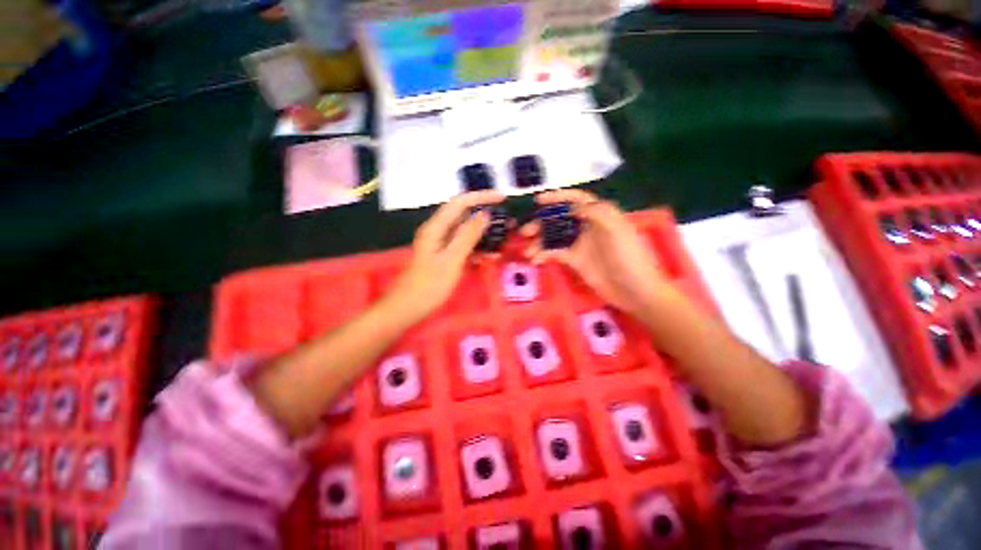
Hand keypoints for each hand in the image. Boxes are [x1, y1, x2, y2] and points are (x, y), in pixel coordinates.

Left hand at [383, 191, 503, 323]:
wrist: (407, 309)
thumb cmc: (429, 286)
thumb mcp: (452, 260)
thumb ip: (468, 236)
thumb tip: (484, 214)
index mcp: (436, 227)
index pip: (460, 203)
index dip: (481, 197)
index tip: (502, 198)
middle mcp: (437, 231)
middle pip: (463, 216)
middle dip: (485, 218)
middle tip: (506, 224)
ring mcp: (440, 245)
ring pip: (465, 233)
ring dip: (483, 237)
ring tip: (500, 244)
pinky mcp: (443, 257)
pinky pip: (463, 247)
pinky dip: (476, 250)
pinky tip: (488, 258)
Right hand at [523, 190, 670, 318]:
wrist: (635, 291)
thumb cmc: (630, 258)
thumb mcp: (617, 230)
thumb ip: (597, 212)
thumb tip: (573, 206)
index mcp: (600, 215)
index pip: (577, 200)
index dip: (558, 197)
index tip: (538, 201)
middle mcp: (588, 227)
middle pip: (560, 218)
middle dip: (542, 222)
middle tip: (525, 231)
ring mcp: (580, 244)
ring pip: (555, 236)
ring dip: (539, 240)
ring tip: (527, 250)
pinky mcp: (575, 260)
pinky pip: (556, 253)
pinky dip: (544, 254)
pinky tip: (536, 259)